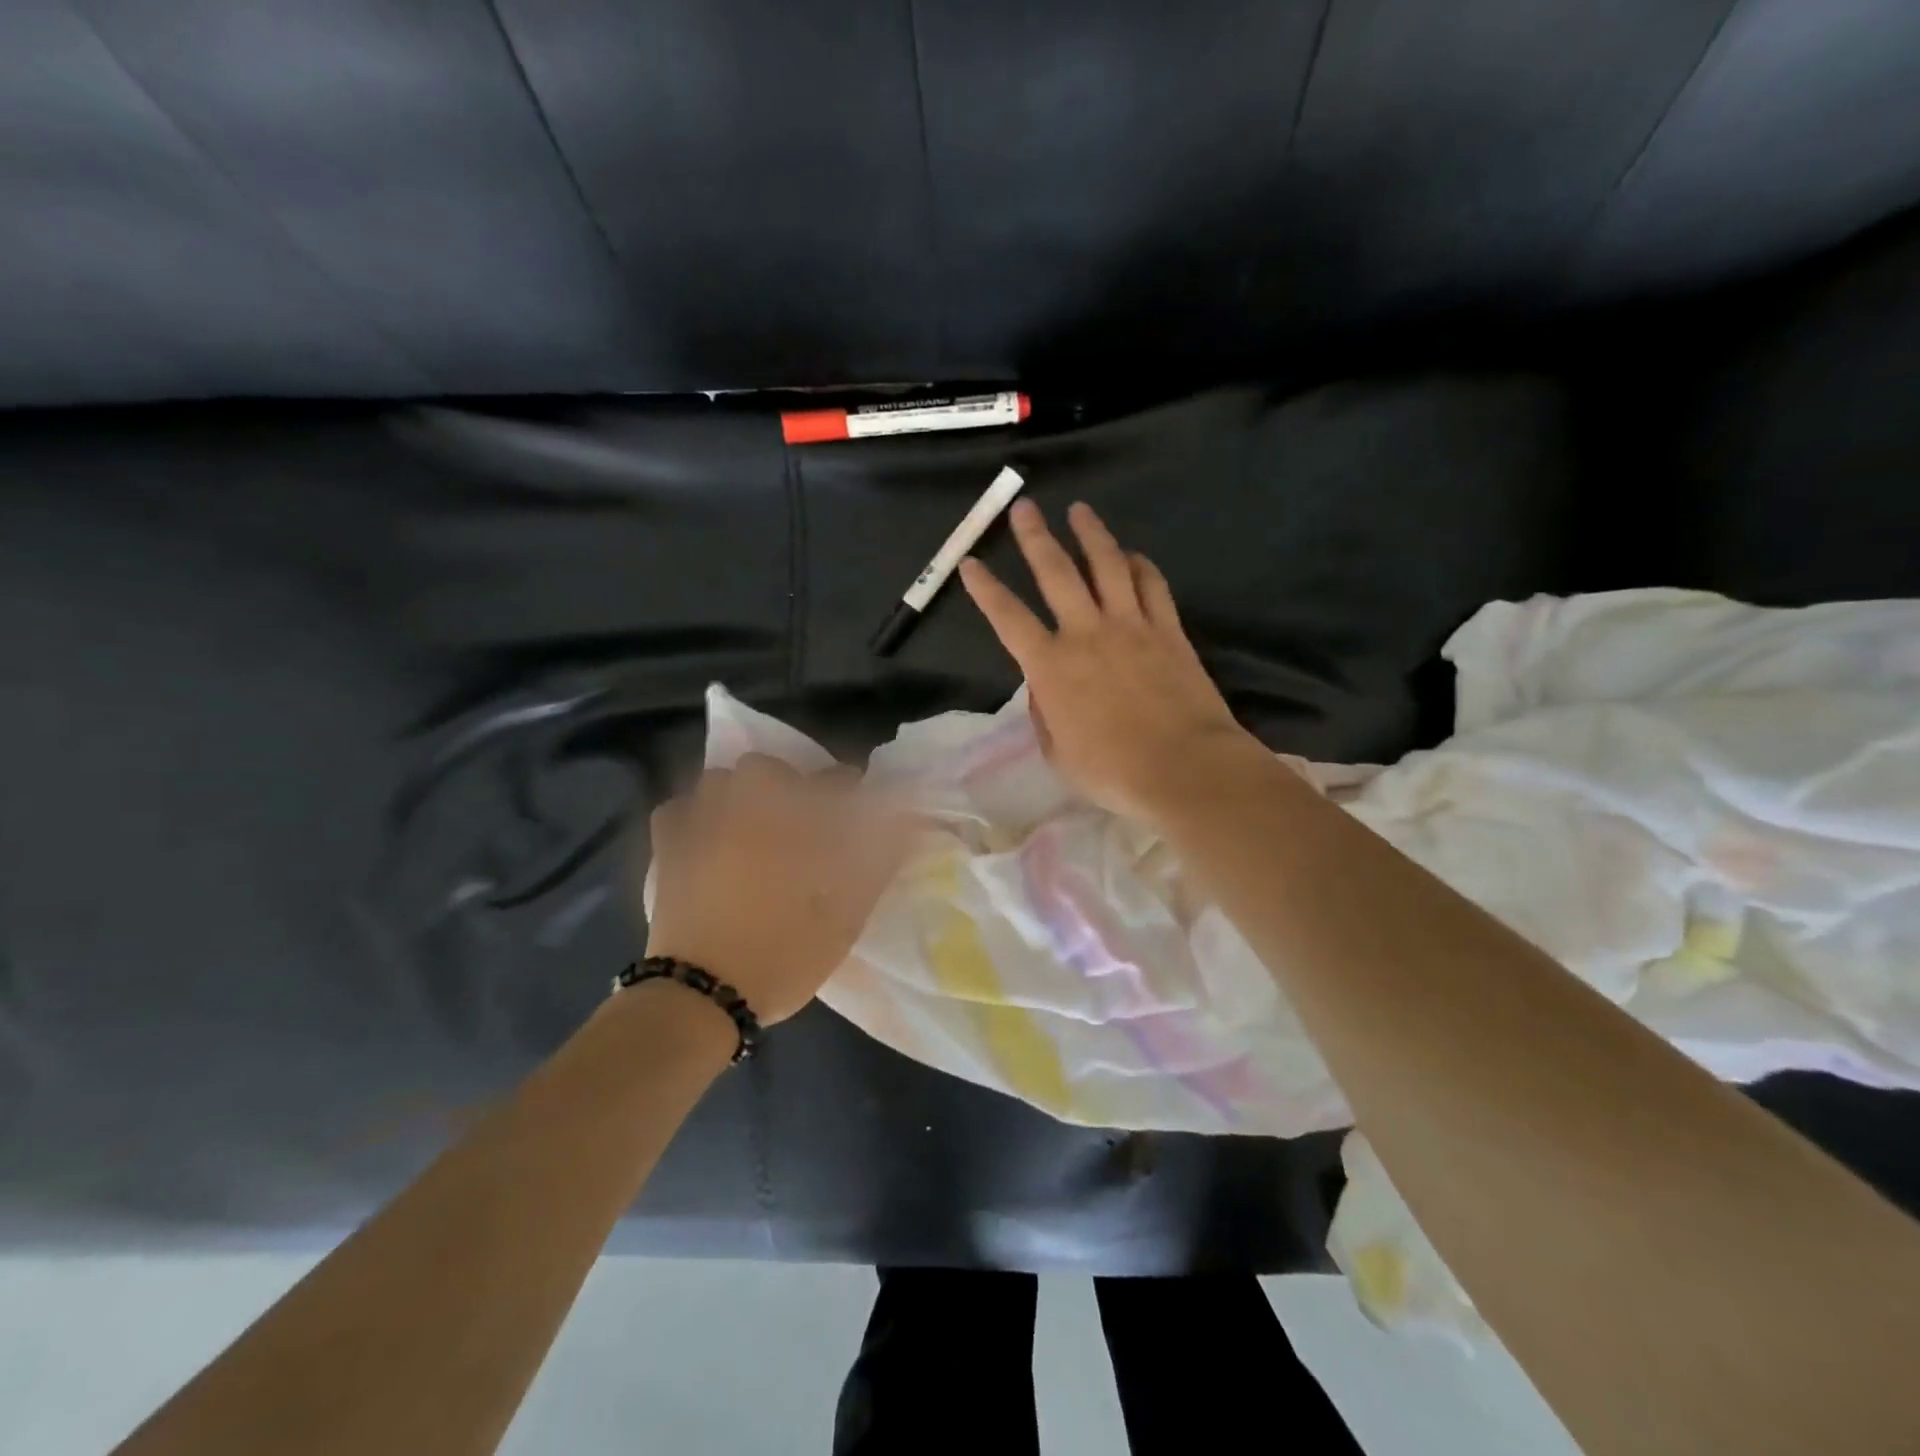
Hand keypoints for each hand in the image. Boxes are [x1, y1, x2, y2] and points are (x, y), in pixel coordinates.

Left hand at [638, 755, 914, 1024]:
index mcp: (792, 824)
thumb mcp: (845, 917)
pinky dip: (694, 813)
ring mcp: (699, 825)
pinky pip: (677, 809)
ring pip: (719, 780)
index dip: (848, 789)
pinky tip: (707, 836)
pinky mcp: (667, 848)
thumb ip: (876, 865)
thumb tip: (905, 827)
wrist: (705, 995)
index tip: (856, 808)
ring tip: (753, 825)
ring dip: (741, 792)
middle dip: (789, 783)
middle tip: (801, 821)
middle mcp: (745, 811)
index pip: (831, 782)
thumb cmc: (783, 955)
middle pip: (767, 768)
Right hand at [959, 498, 1261, 824]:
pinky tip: (1132, 555)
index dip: (985, 589)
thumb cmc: (1113, 772)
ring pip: (1108, 565)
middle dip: (1036, 537)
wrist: (1185, 768)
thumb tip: (1044, 688)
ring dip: (1091, 534)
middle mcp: (1087, 633)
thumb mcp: (1058, 754)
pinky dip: (1140, 565)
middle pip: (1056, 573)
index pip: (1008, 618)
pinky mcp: (1168, 631)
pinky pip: (1152, 585)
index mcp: (1051, 666)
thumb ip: (1045, 714)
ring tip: (1080, 510)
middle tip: (1024, 507)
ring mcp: (1132, 626)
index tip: (970, 562)